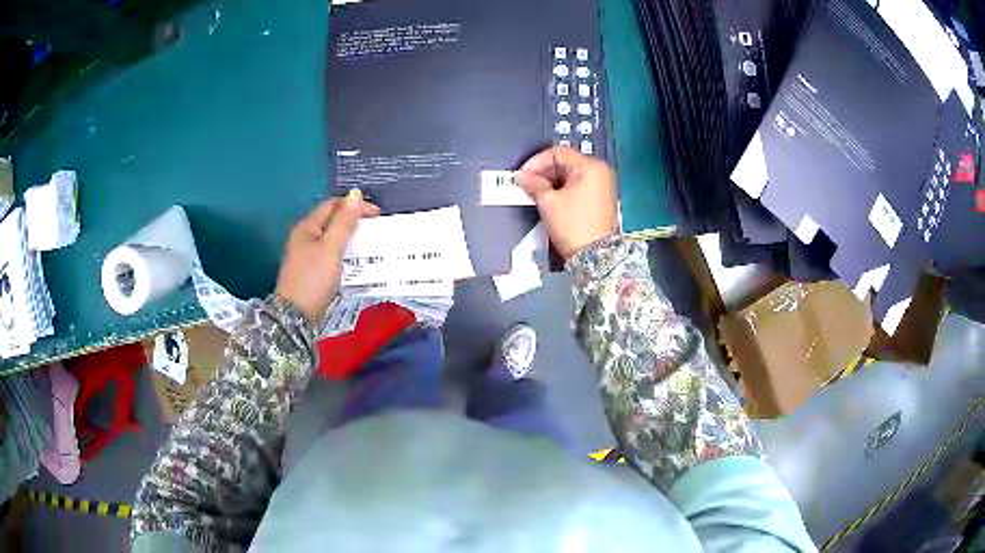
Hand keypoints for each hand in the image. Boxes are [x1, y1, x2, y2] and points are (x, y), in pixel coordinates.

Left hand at [275, 190, 379, 321]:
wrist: (296, 317)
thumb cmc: (313, 280)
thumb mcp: (331, 249)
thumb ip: (344, 222)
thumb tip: (356, 194)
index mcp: (307, 227)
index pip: (332, 205)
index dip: (354, 205)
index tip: (377, 216)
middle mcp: (304, 236)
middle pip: (331, 219)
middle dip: (353, 220)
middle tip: (375, 229)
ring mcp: (306, 254)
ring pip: (331, 237)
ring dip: (350, 236)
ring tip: (369, 244)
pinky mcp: (310, 269)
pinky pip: (330, 252)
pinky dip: (344, 251)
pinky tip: (354, 260)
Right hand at [515, 146, 617, 259]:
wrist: (595, 257)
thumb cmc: (575, 228)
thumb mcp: (549, 203)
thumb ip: (534, 184)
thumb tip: (522, 176)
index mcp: (591, 167)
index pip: (558, 153)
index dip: (536, 162)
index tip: (523, 174)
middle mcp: (601, 172)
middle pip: (565, 163)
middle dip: (544, 173)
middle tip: (526, 184)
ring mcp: (603, 186)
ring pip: (570, 175)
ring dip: (552, 182)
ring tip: (535, 193)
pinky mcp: (601, 199)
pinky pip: (578, 186)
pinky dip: (562, 190)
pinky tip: (549, 199)